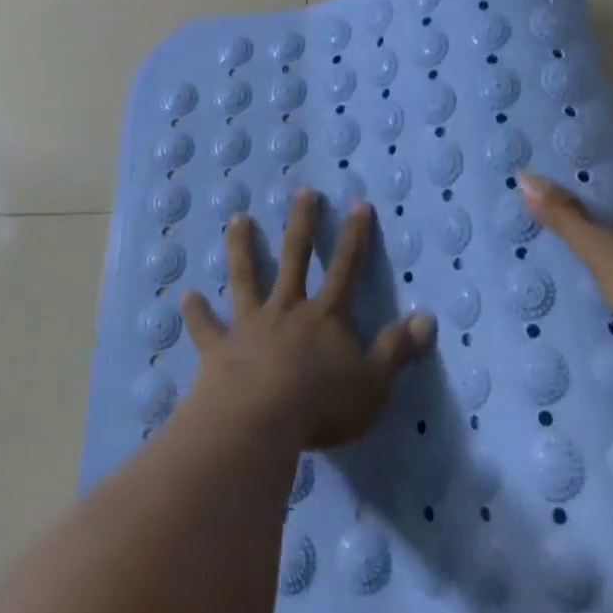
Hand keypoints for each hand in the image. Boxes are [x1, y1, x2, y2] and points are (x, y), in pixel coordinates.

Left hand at [182, 190, 436, 450]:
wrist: (259, 419)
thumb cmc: (321, 404)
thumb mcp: (373, 382)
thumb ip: (397, 350)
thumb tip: (427, 318)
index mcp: (325, 317)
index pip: (345, 269)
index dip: (354, 237)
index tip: (357, 204)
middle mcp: (287, 310)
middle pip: (295, 258)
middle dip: (301, 224)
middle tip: (302, 192)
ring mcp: (250, 325)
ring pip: (246, 278)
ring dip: (242, 248)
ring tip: (237, 219)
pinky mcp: (220, 348)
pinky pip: (207, 328)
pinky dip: (197, 313)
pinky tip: (186, 296)